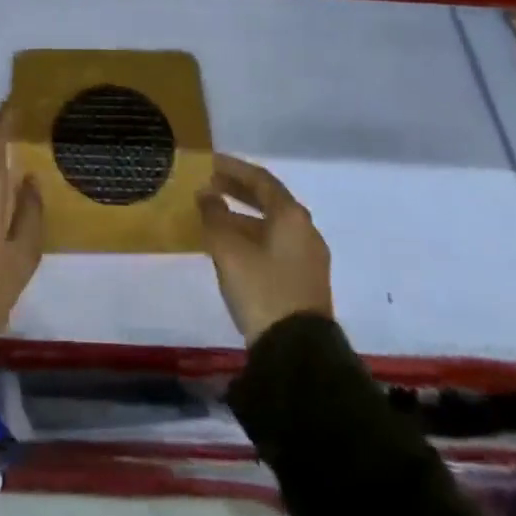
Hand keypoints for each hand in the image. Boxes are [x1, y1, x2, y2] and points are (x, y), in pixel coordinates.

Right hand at [198, 153, 332, 346]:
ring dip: (243, 216)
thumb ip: (214, 216)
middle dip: (238, 190)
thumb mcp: (228, 249)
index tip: (209, 162)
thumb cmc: (262, 289)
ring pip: (272, 224)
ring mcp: (308, 257)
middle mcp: (305, 230)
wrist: (297, 352)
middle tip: (210, 184)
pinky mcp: (304, 280)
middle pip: (269, 200)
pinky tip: (232, 246)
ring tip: (215, 216)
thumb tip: (206, 194)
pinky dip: (253, 236)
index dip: (233, 168)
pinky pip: (276, 244)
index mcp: (291, 215)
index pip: (260, 179)